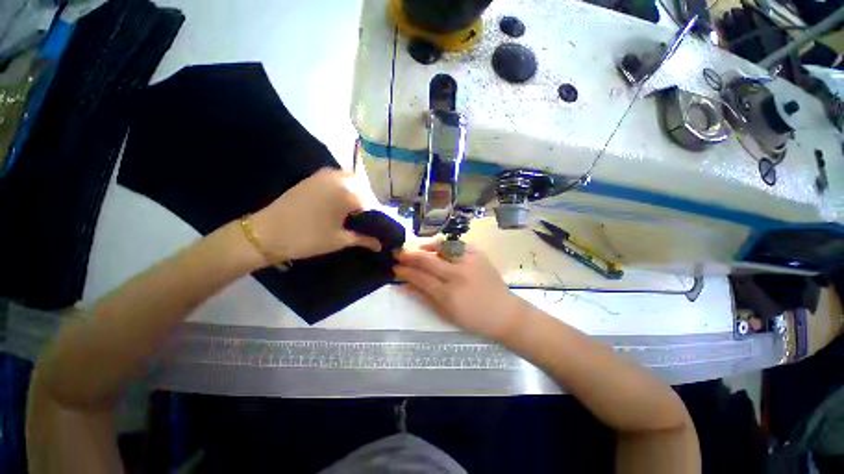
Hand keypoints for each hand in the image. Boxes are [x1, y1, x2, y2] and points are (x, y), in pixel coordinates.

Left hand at [249, 168, 381, 261]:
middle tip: (365, 220)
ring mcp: (325, 175)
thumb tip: (381, 245)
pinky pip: (337, 178)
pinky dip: (343, 187)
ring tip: (354, 211)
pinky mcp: (313, 177)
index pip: (371, 203)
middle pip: (363, 190)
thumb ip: (364, 239)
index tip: (376, 227)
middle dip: (367, 203)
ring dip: (356, 193)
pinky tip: (340, 201)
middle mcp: (339, 179)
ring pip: (351, 181)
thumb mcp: (339, 240)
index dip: (376, 217)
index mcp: (348, 194)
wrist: (266, 233)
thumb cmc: (307, 238)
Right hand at [394, 242, 525, 339]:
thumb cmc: (474, 319)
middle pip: (427, 260)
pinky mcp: (479, 254)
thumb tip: (403, 286)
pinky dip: (445, 244)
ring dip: (425, 247)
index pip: (420, 278)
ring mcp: (469, 262)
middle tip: (399, 253)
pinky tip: (438, 247)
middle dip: (409, 255)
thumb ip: (424, 297)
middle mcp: (457, 274)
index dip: (405, 272)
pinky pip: (457, 244)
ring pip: (441, 246)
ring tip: (416, 249)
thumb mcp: (446, 314)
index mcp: (448, 294)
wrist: (505, 313)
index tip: (395, 267)